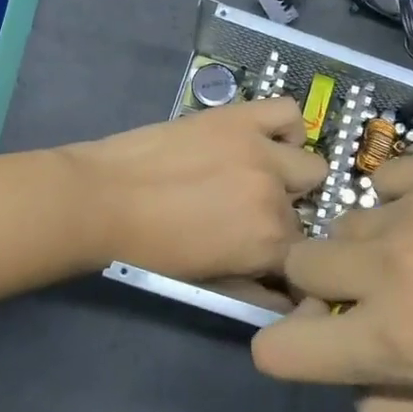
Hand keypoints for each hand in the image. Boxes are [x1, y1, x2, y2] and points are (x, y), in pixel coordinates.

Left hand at [63, 99, 325, 282]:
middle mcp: (275, 197)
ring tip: (258, 174)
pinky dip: (285, 126)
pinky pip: (288, 112)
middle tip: (247, 212)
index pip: (304, 251)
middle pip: (302, 210)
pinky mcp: (241, 118)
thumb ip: (254, 292)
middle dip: (282, 216)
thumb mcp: (207, 284)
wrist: (101, 201)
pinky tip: (263, 139)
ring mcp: (260, 152)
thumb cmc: (148, 251)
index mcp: (269, 243)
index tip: (266, 250)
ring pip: (310, 164)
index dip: (283, 253)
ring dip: (290, 175)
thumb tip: (286, 299)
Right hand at [252, 154, 412, 411]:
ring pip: (346, 219)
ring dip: (367, 241)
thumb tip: (354, 393)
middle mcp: (387, 271)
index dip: (282, 346)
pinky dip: (400, 197)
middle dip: (316, 280)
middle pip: (296, 261)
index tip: (312, 336)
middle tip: (364, 286)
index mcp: (390, 341)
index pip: (280, 348)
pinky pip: (388, 177)